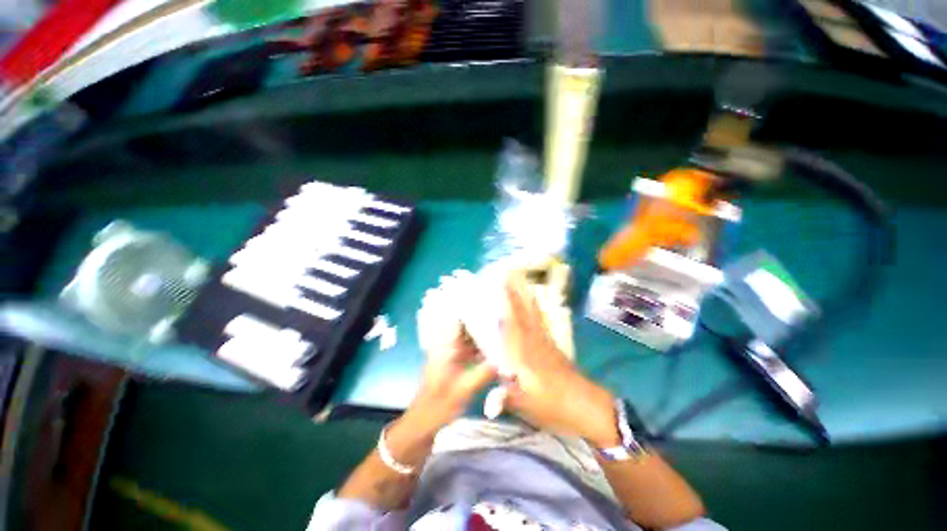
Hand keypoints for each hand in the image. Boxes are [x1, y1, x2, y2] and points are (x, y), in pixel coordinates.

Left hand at [408, 285, 496, 432]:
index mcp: (446, 344)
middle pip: (466, 324)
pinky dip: (482, 346)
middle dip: (482, 317)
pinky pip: (471, 348)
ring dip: (483, 331)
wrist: (423, 423)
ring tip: (503, 323)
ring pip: (470, 336)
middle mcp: (448, 343)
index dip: (471, 305)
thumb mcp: (464, 389)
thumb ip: (486, 372)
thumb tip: (509, 359)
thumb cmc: (439, 404)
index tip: (487, 297)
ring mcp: (452, 352)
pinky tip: (497, 346)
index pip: (458, 316)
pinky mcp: (456, 361)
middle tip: (502, 310)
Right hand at [502, 275, 619, 445]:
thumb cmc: (555, 406)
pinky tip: (534, 301)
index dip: (505, 304)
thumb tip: (486, 399)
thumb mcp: (528, 407)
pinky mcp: (552, 345)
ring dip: (526, 295)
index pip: (512, 324)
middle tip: (508, 272)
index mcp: (525, 355)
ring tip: (520, 279)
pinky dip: (536, 307)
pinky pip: (541, 320)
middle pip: (523, 312)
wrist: (587, 407)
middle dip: (515, 292)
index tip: (499, 285)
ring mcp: (545, 342)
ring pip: (533, 313)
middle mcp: (534, 342)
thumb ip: (506, 399)